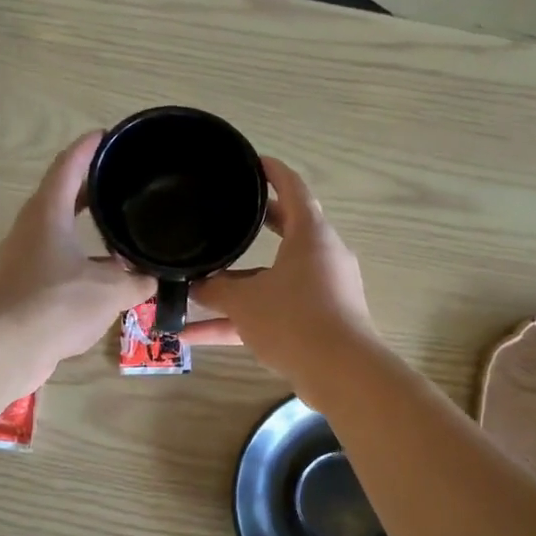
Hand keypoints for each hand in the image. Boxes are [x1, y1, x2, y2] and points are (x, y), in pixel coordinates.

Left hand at [0, 132, 153, 386]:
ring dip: (85, 232)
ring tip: (119, 235)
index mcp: (48, 213)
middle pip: (61, 197)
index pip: (69, 167)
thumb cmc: (56, 303)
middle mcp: (31, 229)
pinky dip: (79, 263)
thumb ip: (137, 281)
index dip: (88, 148)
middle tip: (120, 183)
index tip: (106, 135)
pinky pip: (55, 264)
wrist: (3, 348)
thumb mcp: (110, 290)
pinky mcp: (21, 288)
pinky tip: (102, 280)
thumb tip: (154, 280)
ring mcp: (22, 259)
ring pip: (59, 234)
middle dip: (90, 189)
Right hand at [188, 158, 375, 405]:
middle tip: (228, 214)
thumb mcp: (245, 302)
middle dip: (256, 224)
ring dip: (239, 285)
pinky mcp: (319, 322)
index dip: (272, 171)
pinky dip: (244, 320)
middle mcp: (322, 256)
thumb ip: (215, 291)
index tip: (251, 162)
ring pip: (274, 278)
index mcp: (311, 235)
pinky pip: (276, 311)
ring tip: (198, 287)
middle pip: (287, 230)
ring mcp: (322, 291)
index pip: (293, 188)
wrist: (342, 373)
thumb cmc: (294, 320)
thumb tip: (194, 287)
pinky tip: (197, 337)